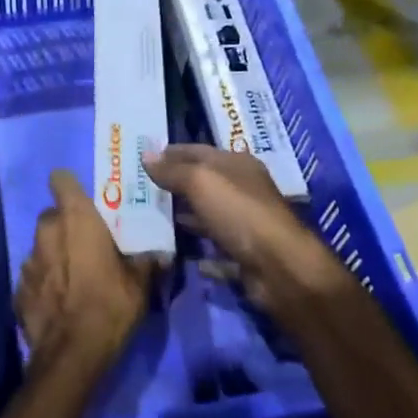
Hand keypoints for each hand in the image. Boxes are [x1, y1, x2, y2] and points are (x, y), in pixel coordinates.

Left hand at [16, 169, 149, 373]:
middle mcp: (46, 232)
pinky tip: (59, 302)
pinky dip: (44, 283)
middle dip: (66, 225)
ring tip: (74, 278)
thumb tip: (160, 254)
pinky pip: (33, 277)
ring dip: (54, 255)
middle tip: (87, 245)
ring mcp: (27, 261)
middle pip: (52, 215)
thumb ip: (147, 261)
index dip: (70, 187)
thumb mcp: (140, 284)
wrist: (71, 356)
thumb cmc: (109, 306)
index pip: (61, 180)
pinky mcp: (18, 290)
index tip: (85, 202)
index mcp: (76, 219)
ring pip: (41, 246)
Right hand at [141, 145, 349, 317]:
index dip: (171, 152)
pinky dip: (196, 247)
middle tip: (139, 188)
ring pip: (207, 214)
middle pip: (203, 182)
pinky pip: (213, 247)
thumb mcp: (201, 182)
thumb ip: (173, 170)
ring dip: (183, 215)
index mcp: (237, 164)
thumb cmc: (239, 212)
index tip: (142, 158)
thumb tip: (146, 156)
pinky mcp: (244, 253)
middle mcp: (243, 189)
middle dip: (174, 183)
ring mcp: (245, 222)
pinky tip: (173, 250)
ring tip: (150, 217)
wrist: (278, 266)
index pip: (198, 151)